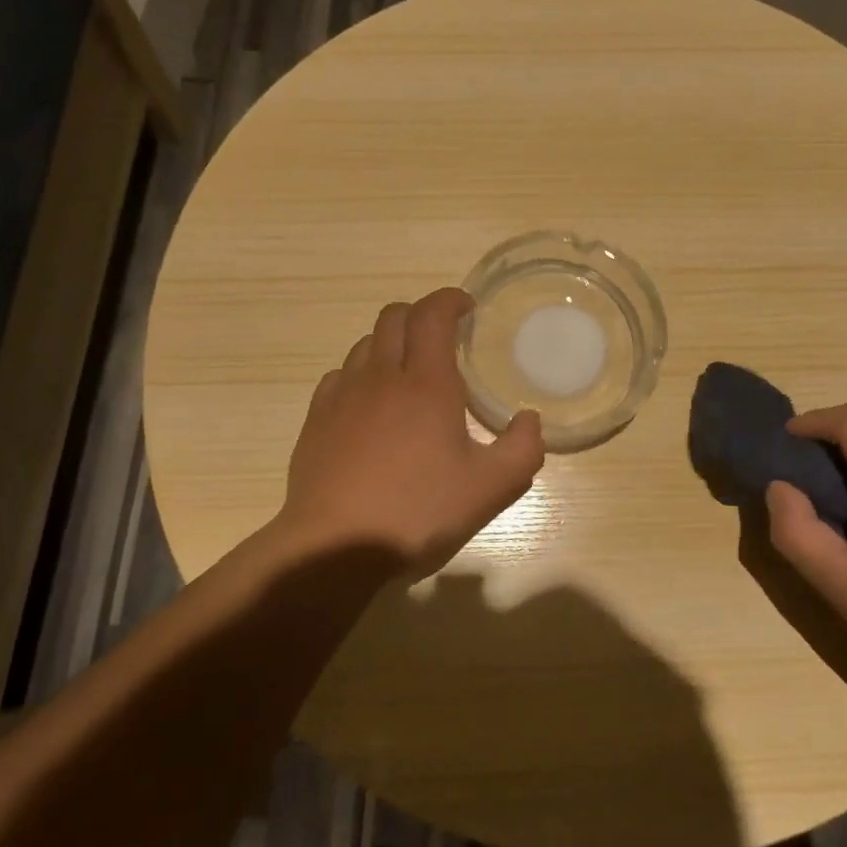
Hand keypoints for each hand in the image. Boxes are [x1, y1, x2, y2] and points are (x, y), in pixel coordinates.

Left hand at [279, 288, 545, 579]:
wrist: (337, 546)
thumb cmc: (419, 511)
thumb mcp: (491, 488)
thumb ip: (523, 448)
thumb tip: (530, 420)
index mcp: (426, 383)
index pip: (432, 314)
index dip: (450, 300)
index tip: (467, 308)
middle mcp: (380, 376)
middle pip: (394, 317)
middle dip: (421, 315)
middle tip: (442, 338)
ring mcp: (342, 396)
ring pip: (364, 344)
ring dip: (390, 344)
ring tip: (408, 373)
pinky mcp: (316, 420)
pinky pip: (340, 377)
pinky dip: (361, 375)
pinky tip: (370, 406)